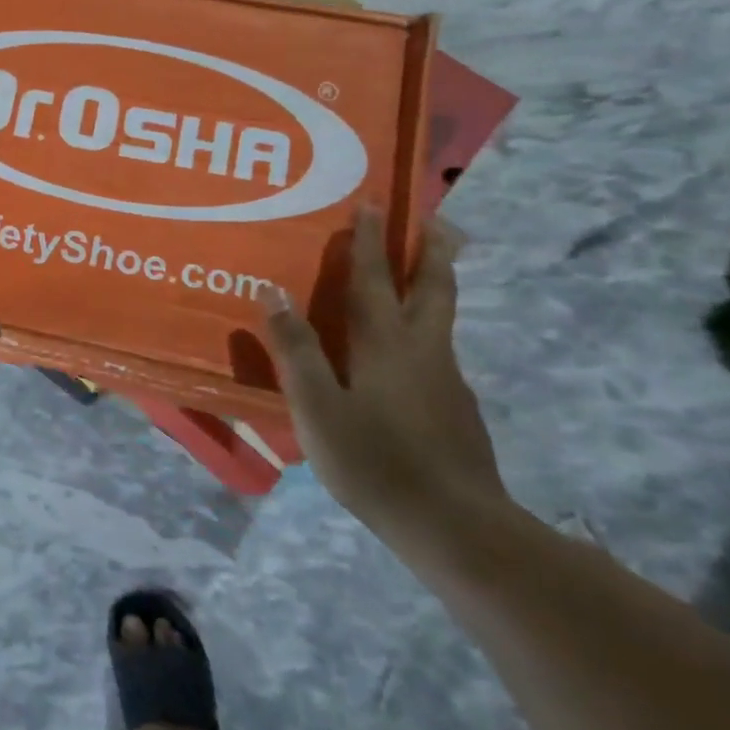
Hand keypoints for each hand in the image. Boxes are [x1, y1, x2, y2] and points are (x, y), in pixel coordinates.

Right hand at [256, 207, 506, 541]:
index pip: (374, 278)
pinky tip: (407, 354)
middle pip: (434, 287)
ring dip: (434, 284)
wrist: (457, 527)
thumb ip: (296, 348)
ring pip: (442, 317)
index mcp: (385, 344)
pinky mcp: (457, 409)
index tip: (372, 202)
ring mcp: (447, 380)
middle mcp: (423, 350)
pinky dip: (426, 328)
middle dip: (432, 249)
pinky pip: (437, 350)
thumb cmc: (375, 461)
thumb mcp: (316, 406)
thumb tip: (272, 290)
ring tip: (419, 274)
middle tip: (435, 219)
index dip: (370, 240)